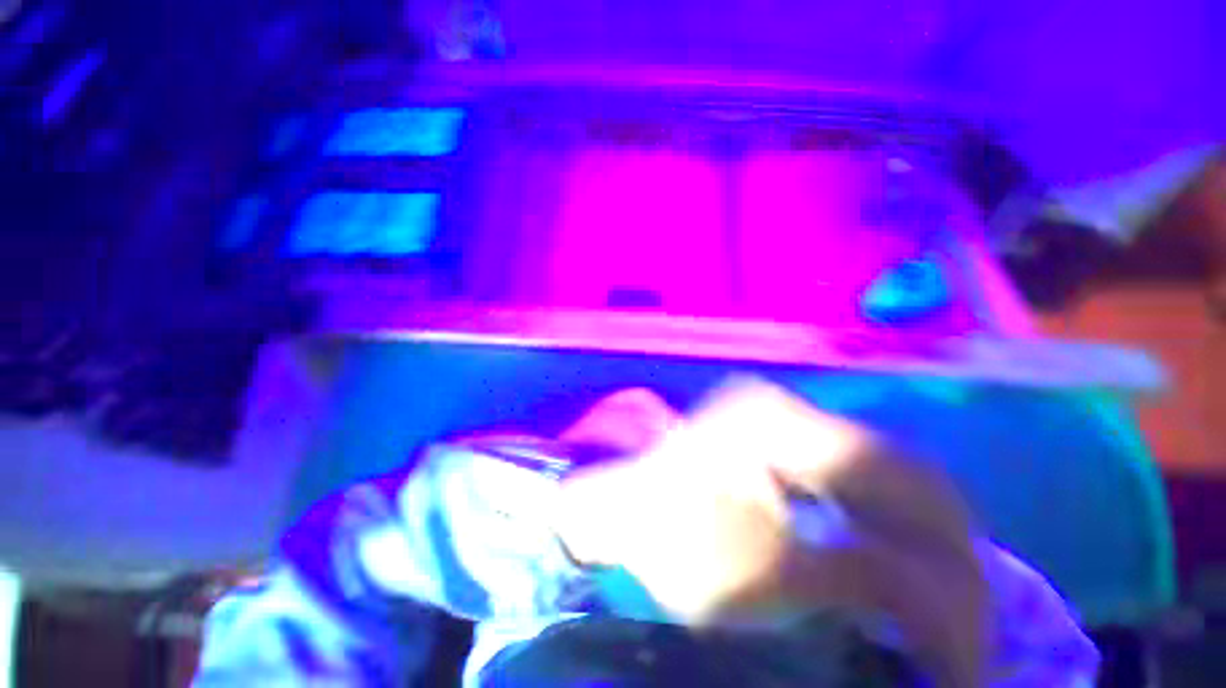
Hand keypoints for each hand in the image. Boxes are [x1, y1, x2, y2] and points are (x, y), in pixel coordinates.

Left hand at [555, 378, 988, 685]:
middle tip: (959, 616)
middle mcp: (781, 406)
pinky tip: (882, 555)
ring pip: (873, 470)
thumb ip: (865, 576)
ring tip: (931, 595)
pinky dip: (874, 516)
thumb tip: (955, 604)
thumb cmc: (671, 544)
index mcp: (778, 421)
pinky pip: (843, 473)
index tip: (968, 625)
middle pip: (892, 466)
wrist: (617, 515)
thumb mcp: (767, 571)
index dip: (948, 547)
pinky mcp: (766, 434)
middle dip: (938, 540)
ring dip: (909, 530)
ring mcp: (772, 415)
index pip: (897, 473)